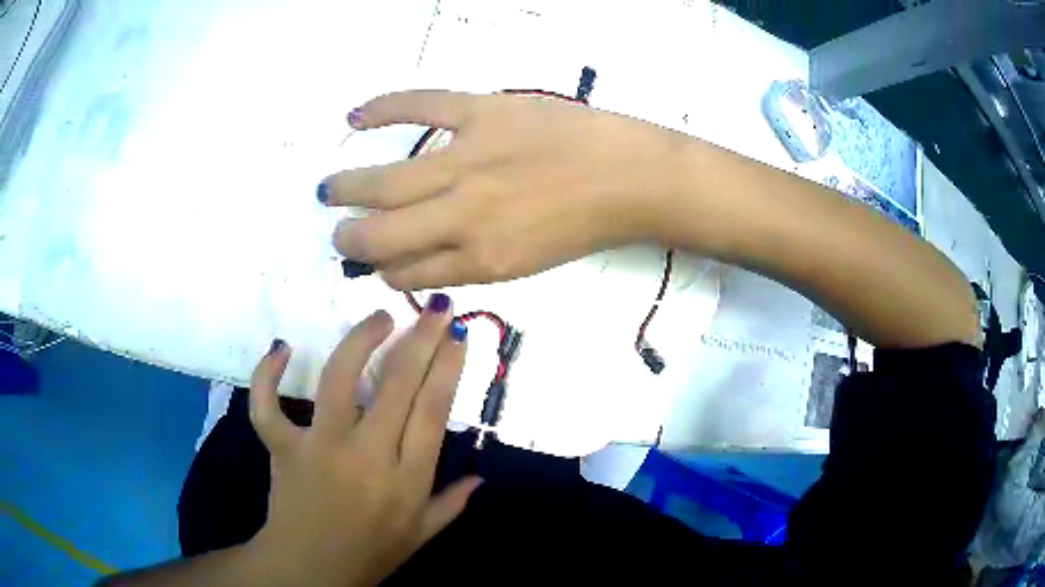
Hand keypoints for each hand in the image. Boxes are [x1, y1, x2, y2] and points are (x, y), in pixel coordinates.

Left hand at [247, 298, 477, 585]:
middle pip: (397, 384)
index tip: (457, 335)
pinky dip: (268, 375)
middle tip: (435, 307)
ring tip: (379, 317)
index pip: (433, 411)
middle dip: (421, 337)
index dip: (448, 367)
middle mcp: (366, 456)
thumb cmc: (370, 555)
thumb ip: (452, 504)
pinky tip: (281, 347)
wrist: (309, 571)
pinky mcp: (283, 448)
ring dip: (360, 340)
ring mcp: (319, 448)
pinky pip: (269, 405)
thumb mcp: (422, 536)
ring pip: (337, 379)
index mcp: (406, 480)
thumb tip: (481, 478)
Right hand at [321, 90, 688, 289]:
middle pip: (382, 235)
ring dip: (347, 189)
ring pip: (386, 182)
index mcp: (481, 261)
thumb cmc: (585, 225)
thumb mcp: (527, 262)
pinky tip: (355, 117)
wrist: (631, 177)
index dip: (385, 272)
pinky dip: (382, 109)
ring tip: (329, 191)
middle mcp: (464, 218)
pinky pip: (420, 105)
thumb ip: (472, 262)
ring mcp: (470, 161)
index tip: (377, 264)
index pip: (407, 274)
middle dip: (351, 240)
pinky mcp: (484, 113)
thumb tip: (424, 260)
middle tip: (339, 233)